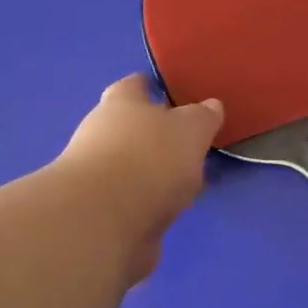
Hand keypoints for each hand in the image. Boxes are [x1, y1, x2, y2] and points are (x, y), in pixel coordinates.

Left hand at [55, 75, 223, 282]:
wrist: (103, 222)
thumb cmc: (149, 159)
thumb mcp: (190, 129)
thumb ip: (202, 117)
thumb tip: (210, 106)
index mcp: (121, 103)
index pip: (135, 85)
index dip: (152, 87)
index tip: (171, 93)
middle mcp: (101, 133)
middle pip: (131, 127)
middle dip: (156, 134)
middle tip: (188, 142)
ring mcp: (97, 175)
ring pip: (132, 166)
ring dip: (154, 172)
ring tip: (186, 182)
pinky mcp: (99, 211)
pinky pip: (132, 199)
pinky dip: (148, 202)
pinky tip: (170, 210)